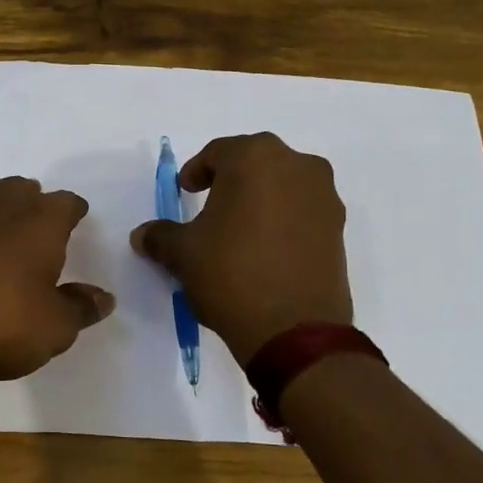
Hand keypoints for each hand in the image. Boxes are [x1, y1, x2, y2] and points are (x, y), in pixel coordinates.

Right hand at [130, 132, 352, 362]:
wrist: (295, 331)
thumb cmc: (231, 274)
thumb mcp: (183, 254)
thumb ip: (161, 236)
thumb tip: (142, 235)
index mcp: (256, 158)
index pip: (219, 152)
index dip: (197, 171)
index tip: (185, 192)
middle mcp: (297, 166)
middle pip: (256, 162)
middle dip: (231, 180)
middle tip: (210, 205)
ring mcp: (325, 197)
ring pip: (284, 185)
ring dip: (261, 199)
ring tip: (239, 230)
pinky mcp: (339, 229)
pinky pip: (303, 211)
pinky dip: (283, 220)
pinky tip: (265, 249)